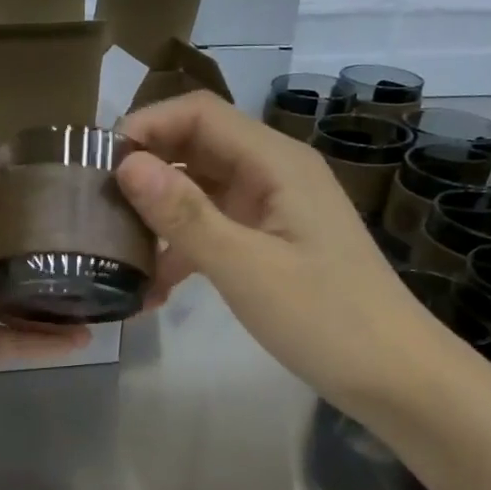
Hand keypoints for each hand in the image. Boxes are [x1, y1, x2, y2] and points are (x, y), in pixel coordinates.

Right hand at [115, 92, 443, 407]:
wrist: (393, 375)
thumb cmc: (325, 318)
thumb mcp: (246, 267)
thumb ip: (185, 215)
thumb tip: (126, 165)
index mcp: (276, 162)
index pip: (200, 113)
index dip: (146, 126)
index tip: (97, 164)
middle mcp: (273, 173)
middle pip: (197, 148)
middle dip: (146, 171)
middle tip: (97, 208)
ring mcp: (273, 209)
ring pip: (201, 191)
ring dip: (160, 216)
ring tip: (117, 252)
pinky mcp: (270, 242)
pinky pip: (215, 228)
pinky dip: (182, 249)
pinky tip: (154, 290)